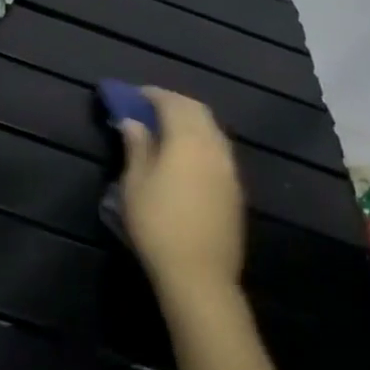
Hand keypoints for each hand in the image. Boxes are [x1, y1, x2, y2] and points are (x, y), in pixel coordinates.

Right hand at [120, 88, 245, 296]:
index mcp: (188, 141)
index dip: (153, 94)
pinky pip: (218, 150)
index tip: (134, 94)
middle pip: (198, 112)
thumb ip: (136, 147)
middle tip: (149, 107)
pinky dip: (200, 141)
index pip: (173, 103)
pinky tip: (184, 156)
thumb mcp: (135, 183)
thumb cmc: (157, 224)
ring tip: (165, 129)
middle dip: (174, 103)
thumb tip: (133, 121)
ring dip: (190, 122)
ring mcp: (230, 169)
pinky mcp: (235, 190)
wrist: (199, 275)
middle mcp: (215, 148)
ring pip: (212, 131)